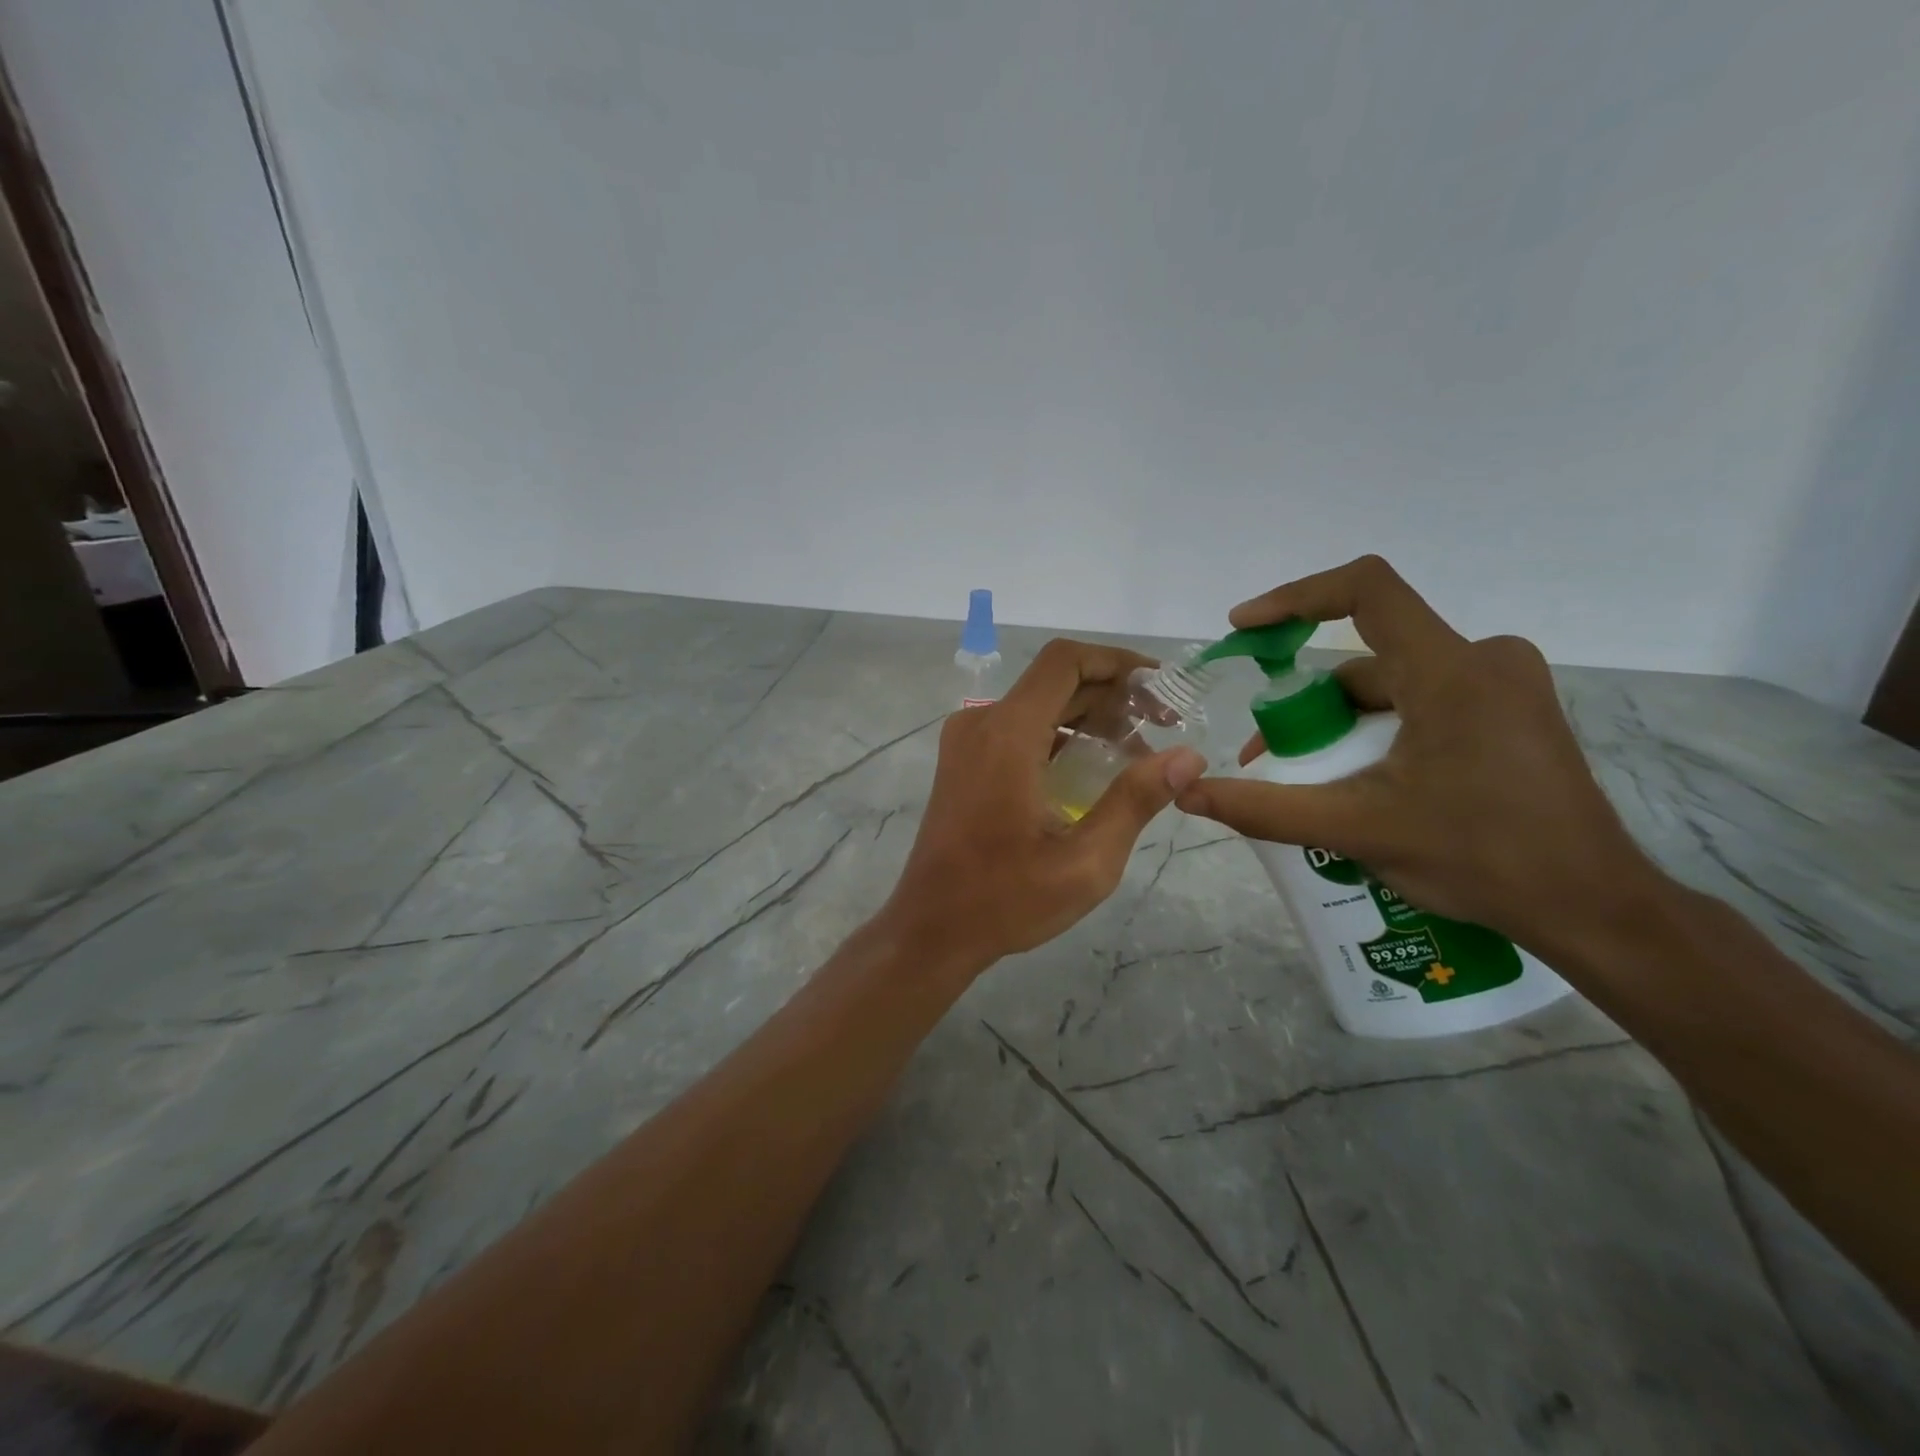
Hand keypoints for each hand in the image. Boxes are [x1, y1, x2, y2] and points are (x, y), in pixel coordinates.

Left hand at [881, 639, 1207, 967]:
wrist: (931, 928)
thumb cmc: (1005, 899)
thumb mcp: (1085, 861)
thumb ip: (1136, 801)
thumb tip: (1188, 756)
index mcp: (1007, 734)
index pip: (1065, 662)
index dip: (1117, 662)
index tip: (1160, 686)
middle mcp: (981, 723)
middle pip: (1055, 682)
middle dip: (1113, 695)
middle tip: (1163, 726)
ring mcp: (966, 741)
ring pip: (1037, 704)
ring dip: (1088, 717)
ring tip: (1137, 752)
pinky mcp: (963, 761)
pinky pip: (1018, 729)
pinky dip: (1059, 736)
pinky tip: (1093, 770)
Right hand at [1176, 556, 1661, 952]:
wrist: (1592, 907)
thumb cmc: (1480, 859)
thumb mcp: (1357, 830)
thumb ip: (1265, 808)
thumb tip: (1188, 792)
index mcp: (1451, 672)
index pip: (1365, 590)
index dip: (1295, 597)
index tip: (1245, 628)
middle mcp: (1484, 659)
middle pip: (1368, 655)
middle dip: (1309, 701)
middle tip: (1272, 754)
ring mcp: (1504, 685)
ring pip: (1394, 683)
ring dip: (1342, 722)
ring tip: (1311, 781)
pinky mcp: (1511, 711)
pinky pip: (1423, 700)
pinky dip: (1379, 729)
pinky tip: (1363, 781)